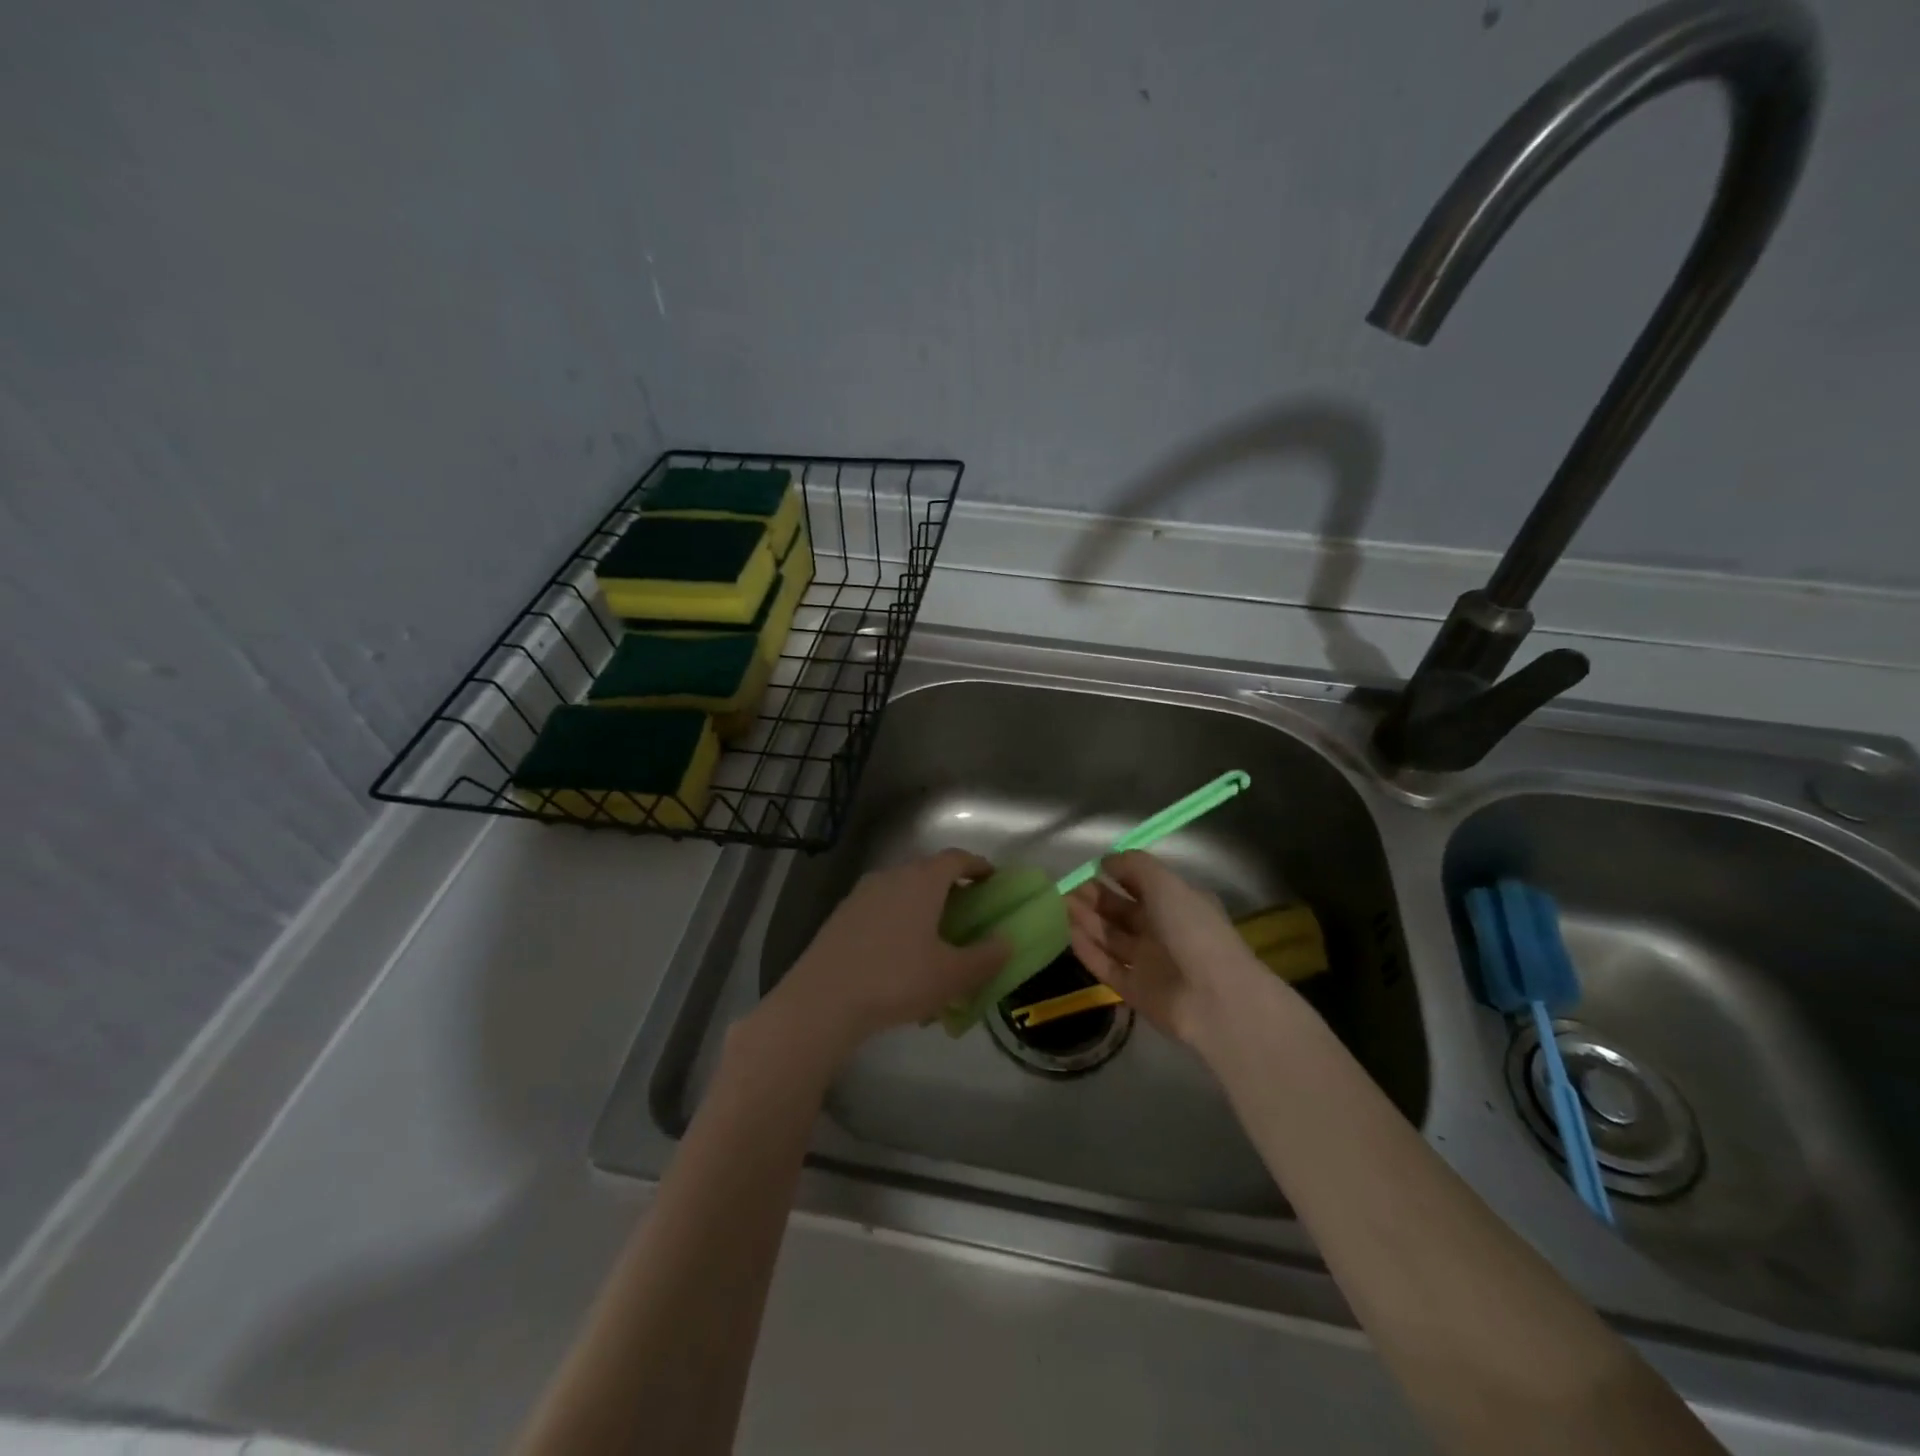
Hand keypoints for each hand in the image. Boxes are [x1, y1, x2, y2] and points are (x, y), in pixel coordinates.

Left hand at [757, 850, 1009, 1064]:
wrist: (823, 999)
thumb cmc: (897, 979)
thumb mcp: (953, 975)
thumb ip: (986, 957)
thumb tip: (1006, 942)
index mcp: (922, 880)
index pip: (956, 858)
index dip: (978, 866)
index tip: (992, 879)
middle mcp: (891, 876)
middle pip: (927, 873)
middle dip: (950, 890)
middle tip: (967, 915)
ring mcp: (862, 895)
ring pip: (901, 893)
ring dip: (921, 909)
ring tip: (933, 943)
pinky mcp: (841, 917)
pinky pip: (880, 911)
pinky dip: (897, 924)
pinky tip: (899, 961)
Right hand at [1066, 850, 1278, 1048]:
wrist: (1214, 997)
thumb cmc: (1192, 930)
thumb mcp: (1166, 884)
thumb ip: (1134, 866)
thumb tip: (1105, 860)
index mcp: (1178, 904)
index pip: (1142, 885)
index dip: (1117, 875)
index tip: (1090, 868)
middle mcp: (1163, 931)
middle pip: (1122, 911)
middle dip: (1095, 898)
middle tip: (1066, 888)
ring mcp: (1149, 962)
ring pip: (1111, 937)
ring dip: (1087, 921)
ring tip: (1060, 906)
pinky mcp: (1135, 990)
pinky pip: (1106, 966)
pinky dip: (1089, 950)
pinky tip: (1069, 934)